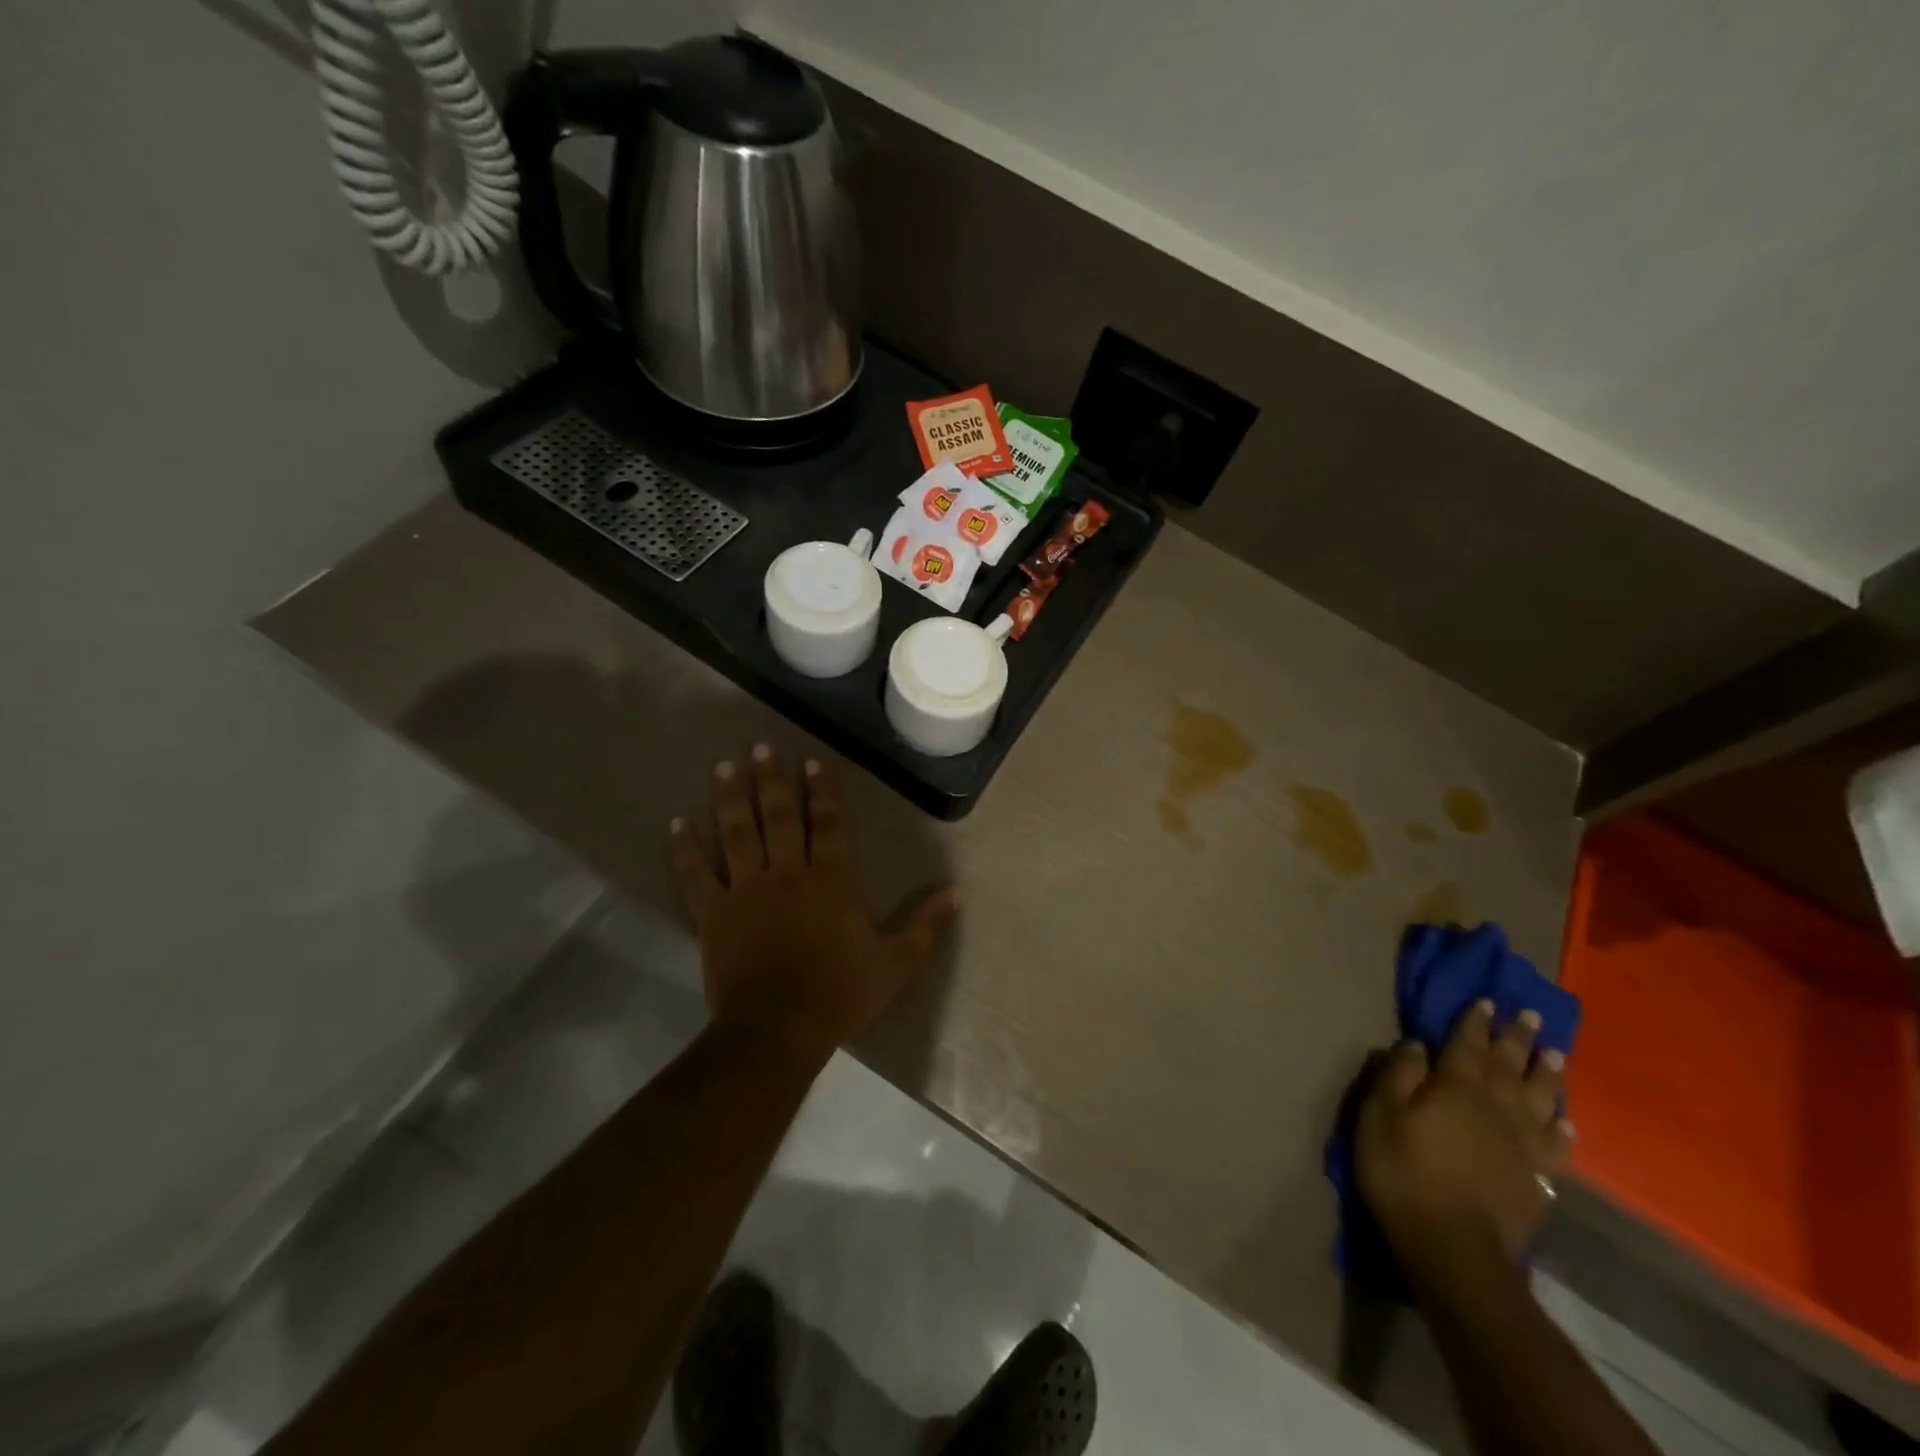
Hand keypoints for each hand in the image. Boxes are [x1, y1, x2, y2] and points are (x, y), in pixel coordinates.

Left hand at [668, 745, 958, 1066]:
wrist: (778, 1030)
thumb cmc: (840, 994)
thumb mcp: (896, 963)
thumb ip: (926, 925)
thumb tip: (956, 892)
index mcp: (832, 879)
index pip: (827, 823)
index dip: (821, 791)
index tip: (811, 763)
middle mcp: (788, 872)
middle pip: (778, 816)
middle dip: (771, 780)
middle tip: (760, 748)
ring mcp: (746, 889)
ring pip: (736, 833)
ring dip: (730, 798)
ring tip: (724, 767)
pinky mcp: (713, 913)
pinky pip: (696, 874)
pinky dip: (685, 849)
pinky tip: (676, 824)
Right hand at [1356, 1000, 1572, 1271]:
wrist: (1455, 1248)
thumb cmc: (1405, 1171)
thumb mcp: (1380, 1114)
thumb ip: (1398, 1074)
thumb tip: (1417, 1043)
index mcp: (1457, 1085)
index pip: (1468, 1042)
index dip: (1475, 1020)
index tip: (1486, 1000)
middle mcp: (1498, 1106)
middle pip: (1510, 1064)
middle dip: (1518, 1038)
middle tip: (1531, 1015)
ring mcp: (1523, 1144)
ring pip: (1541, 1098)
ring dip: (1548, 1074)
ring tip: (1556, 1055)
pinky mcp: (1538, 1178)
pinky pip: (1556, 1145)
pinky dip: (1562, 1129)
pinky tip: (1566, 1122)